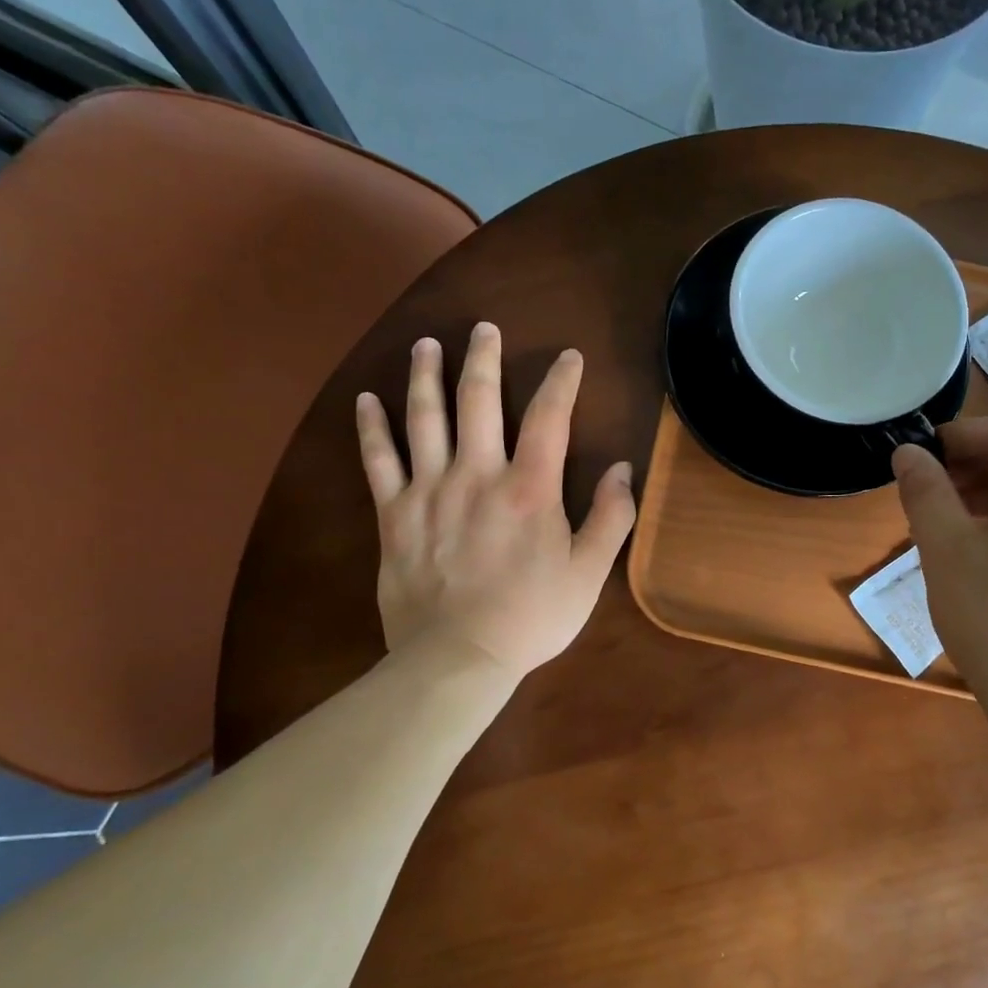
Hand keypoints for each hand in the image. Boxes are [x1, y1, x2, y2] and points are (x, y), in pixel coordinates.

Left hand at [355, 322, 635, 680]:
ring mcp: (429, 490)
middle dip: (484, 358)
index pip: (549, 417)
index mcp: (530, 488)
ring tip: (426, 344)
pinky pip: (378, 461)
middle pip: (479, 400)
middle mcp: (478, 474)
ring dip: (425, 375)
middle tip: (484, 329)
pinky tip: (366, 399)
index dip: (562, 381)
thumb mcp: (588, 573)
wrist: (457, 659)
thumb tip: (621, 469)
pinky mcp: (394, 514)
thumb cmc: (531, 617)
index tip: (569, 357)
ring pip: (424, 417)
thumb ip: (611, 518)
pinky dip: (371, 427)